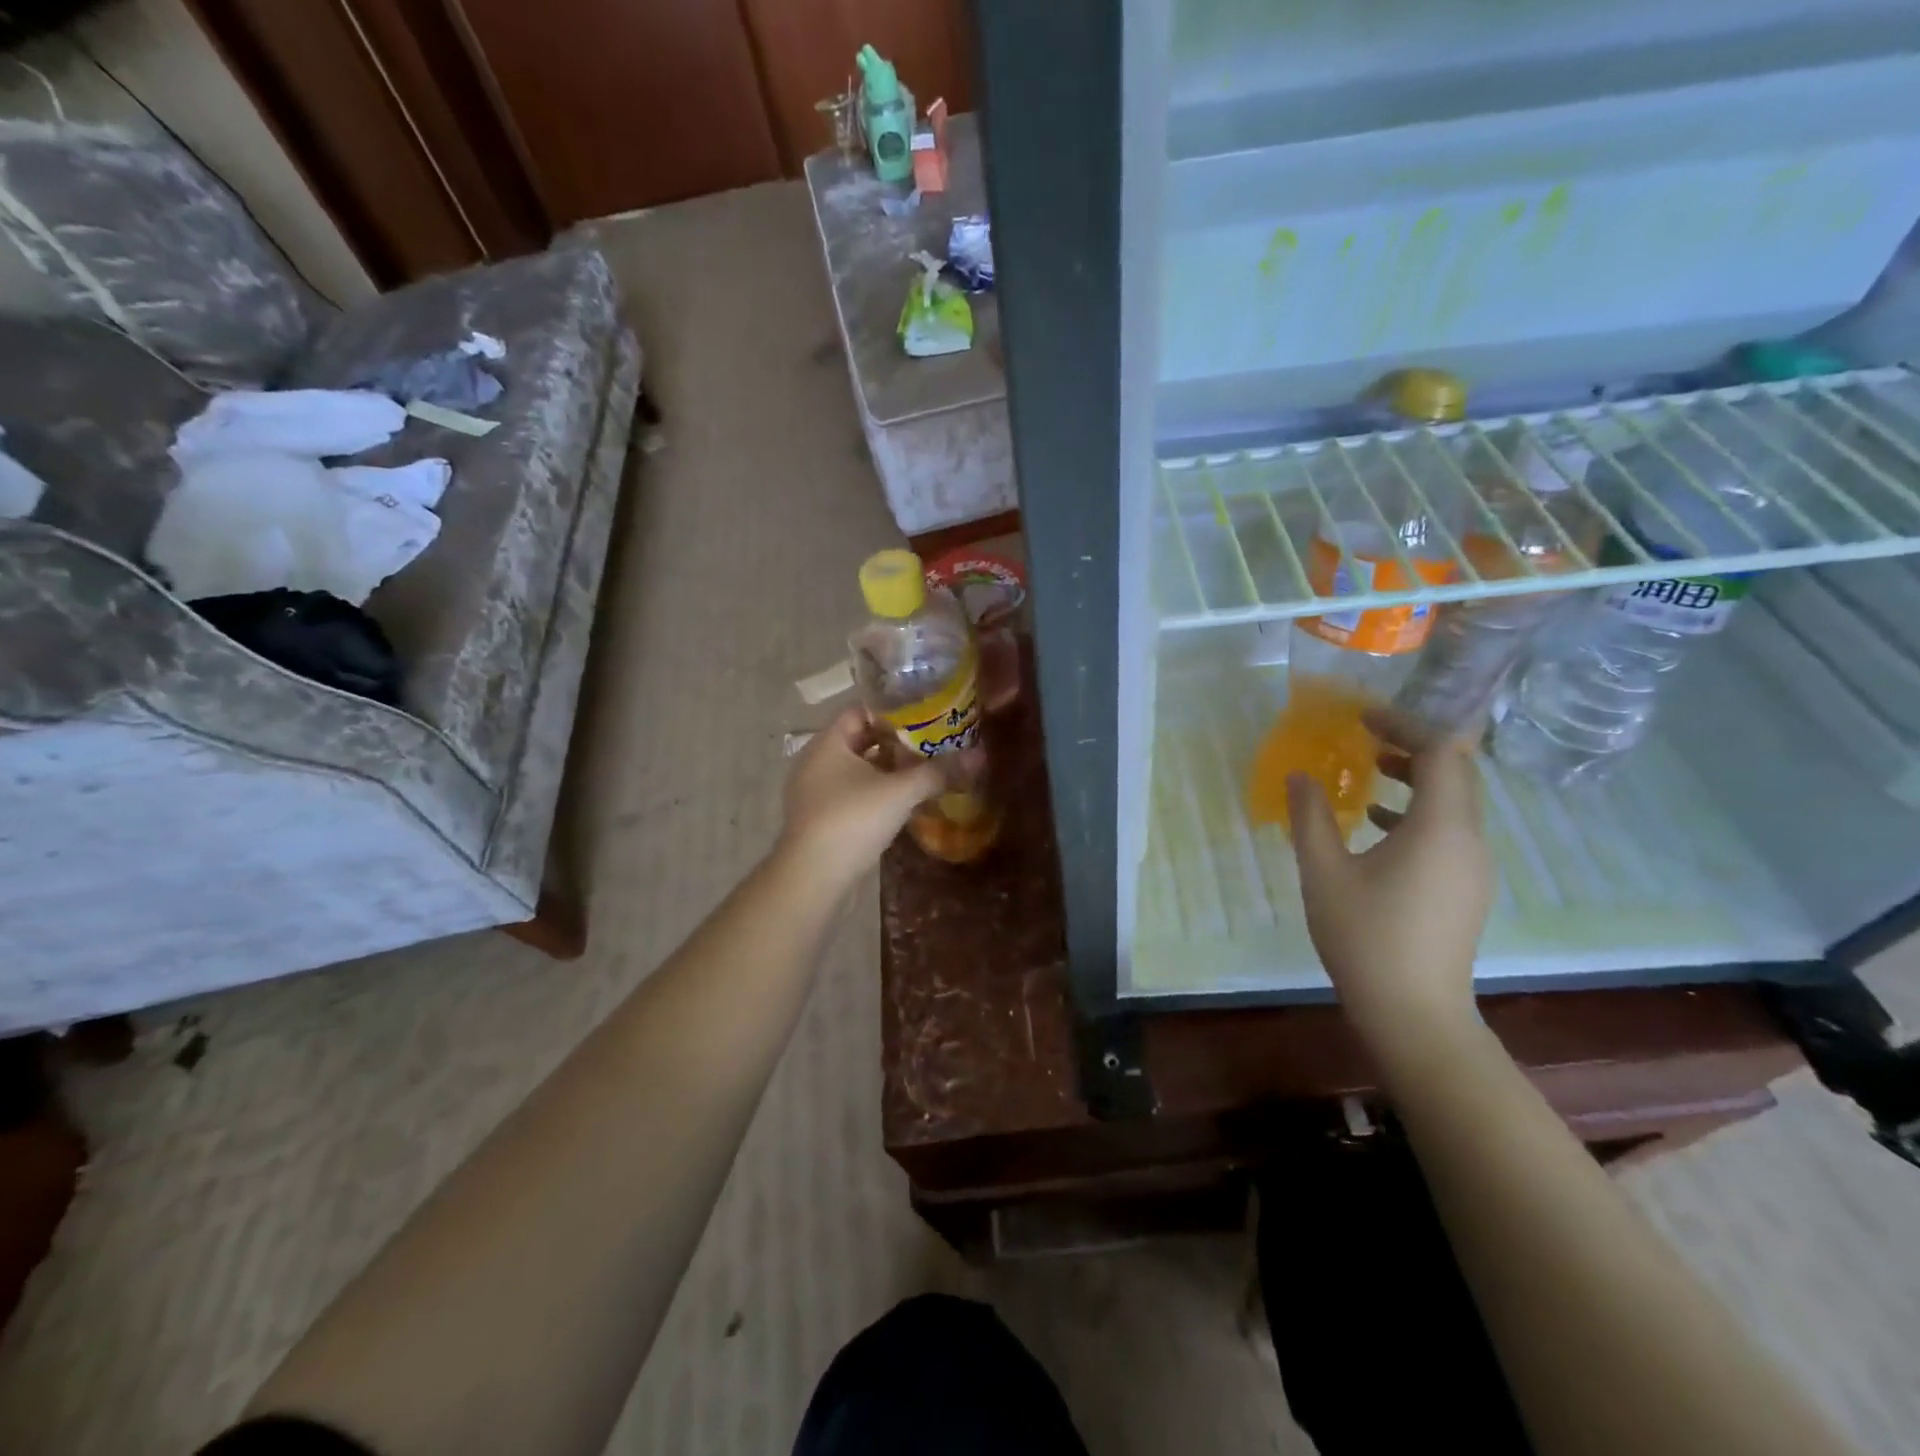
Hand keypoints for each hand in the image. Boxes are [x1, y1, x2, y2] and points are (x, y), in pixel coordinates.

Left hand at [778, 707, 943, 888]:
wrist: (814, 878)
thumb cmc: (853, 820)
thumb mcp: (900, 792)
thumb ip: (938, 772)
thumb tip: (978, 756)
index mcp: (828, 743)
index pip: (860, 711)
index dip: (892, 710)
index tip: (924, 714)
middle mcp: (817, 761)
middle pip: (861, 740)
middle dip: (896, 742)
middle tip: (932, 741)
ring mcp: (816, 792)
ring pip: (858, 770)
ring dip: (888, 770)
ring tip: (925, 769)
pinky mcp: (822, 818)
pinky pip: (853, 794)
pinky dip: (877, 792)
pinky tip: (904, 801)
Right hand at [1287, 713, 1493, 1058]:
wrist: (1413, 1011)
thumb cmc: (1365, 935)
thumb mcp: (1324, 871)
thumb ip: (1311, 816)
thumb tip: (1300, 775)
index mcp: (1439, 827)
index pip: (1441, 751)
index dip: (1405, 724)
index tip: (1363, 718)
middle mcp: (1468, 839)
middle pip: (1456, 772)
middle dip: (1412, 746)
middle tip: (1365, 737)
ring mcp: (1473, 866)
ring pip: (1454, 802)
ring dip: (1415, 778)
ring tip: (1368, 773)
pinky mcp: (1466, 888)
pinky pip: (1449, 830)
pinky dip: (1418, 812)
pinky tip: (1376, 826)